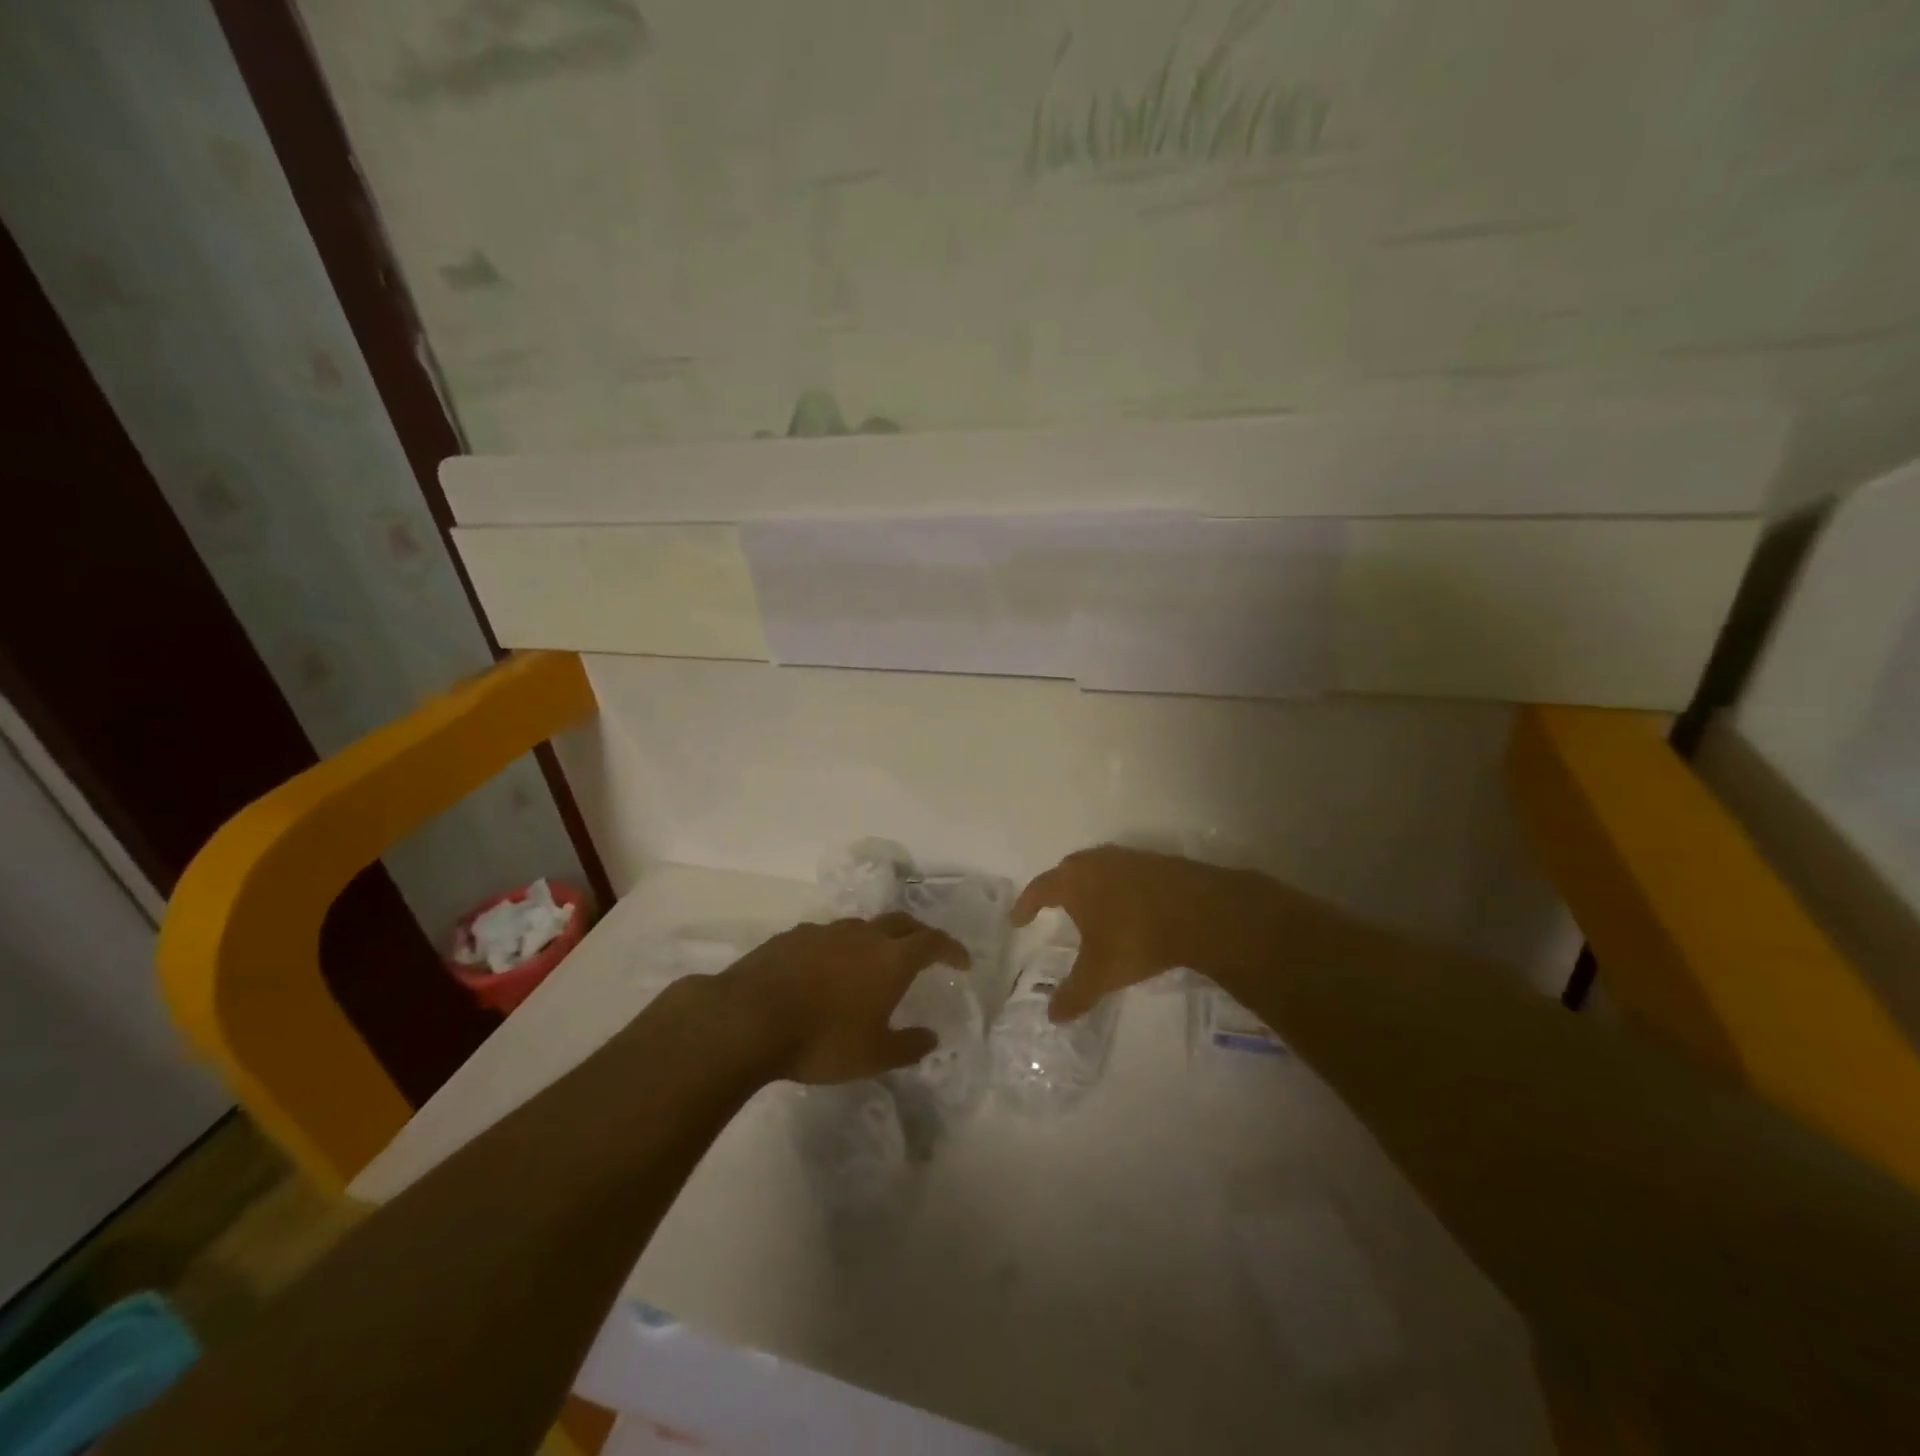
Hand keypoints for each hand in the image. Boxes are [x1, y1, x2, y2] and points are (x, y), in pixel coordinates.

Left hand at [717, 913, 969, 1083]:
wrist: (749, 1018)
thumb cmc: (822, 1039)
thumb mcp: (873, 1055)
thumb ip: (908, 1045)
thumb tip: (931, 1037)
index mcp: (891, 958)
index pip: (933, 942)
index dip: (951, 949)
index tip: (962, 961)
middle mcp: (862, 935)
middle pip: (900, 922)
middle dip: (918, 934)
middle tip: (925, 952)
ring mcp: (825, 931)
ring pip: (861, 927)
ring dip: (875, 940)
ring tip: (873, 963)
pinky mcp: (792, 936)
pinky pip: (827, 937)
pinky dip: (838, 948)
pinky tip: (826, 971)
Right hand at [1012, 845, 1286, 1022]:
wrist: (1199, 911)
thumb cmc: (1136, 937)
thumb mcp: (1101, 974)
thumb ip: (1074, 994)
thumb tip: (1052, 1016)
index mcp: (1074, 881)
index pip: (1039, 888)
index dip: (1026, 905)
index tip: (1018, 919)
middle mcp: (1096, 862)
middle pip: (1068, 870)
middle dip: (1057, 888)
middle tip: (1053, 907)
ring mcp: (1128, 858)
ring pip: (1099, 868)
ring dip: (1090, 886)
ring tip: (1091, 907)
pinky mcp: (1156, 862)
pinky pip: (1125, 873)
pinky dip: (1118, 887)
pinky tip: (1128, 906)